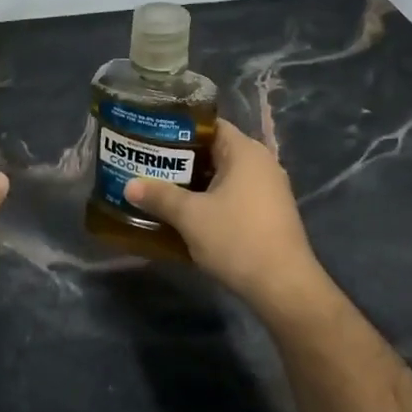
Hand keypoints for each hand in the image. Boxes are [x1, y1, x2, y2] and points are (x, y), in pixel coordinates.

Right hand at [122, 119, 328, 311]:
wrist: (282, 285)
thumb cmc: (236, 239)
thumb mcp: (190, 217)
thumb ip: (159, 196)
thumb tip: (129, 185)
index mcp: (245, 152)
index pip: (209, 125)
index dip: (178, 129)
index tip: (150, 137)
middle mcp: (261, 164)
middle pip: (214, 151)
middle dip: (181, 159)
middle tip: (147, 164)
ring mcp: (268, 190)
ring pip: (222, 177)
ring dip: (194, 184)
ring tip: (159, 189)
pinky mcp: (268, 214)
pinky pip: (233, 197)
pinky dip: (210, 201)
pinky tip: (186, 215)